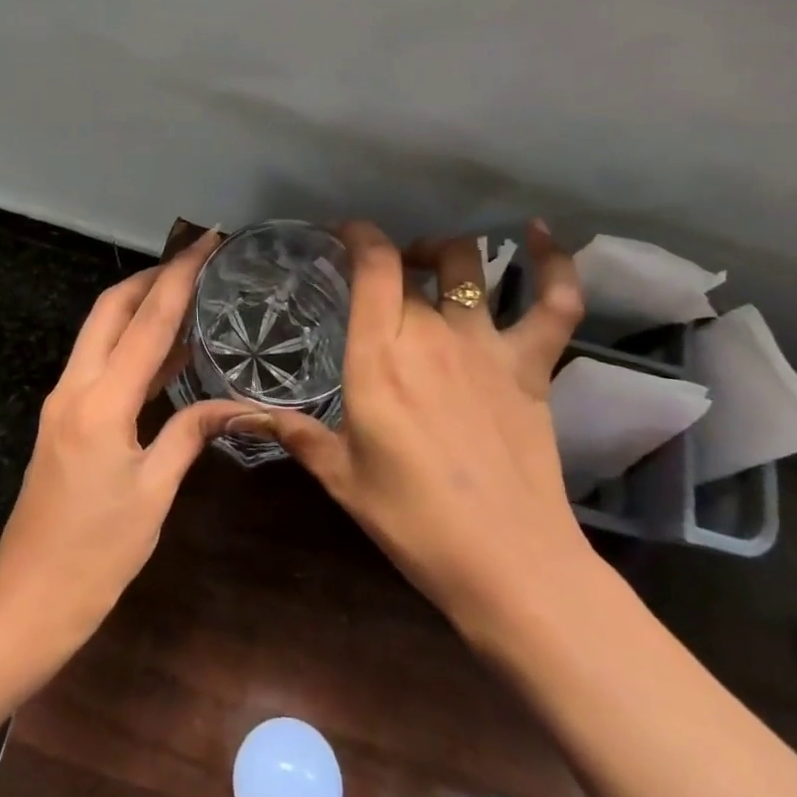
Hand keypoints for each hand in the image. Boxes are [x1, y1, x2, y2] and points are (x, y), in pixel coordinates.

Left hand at [0, 229, 255, 645]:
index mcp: (101, 403)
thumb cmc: (97, 555)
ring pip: (102, 331)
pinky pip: (101, 361)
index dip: (180, 277)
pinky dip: (132, 342)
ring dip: (141, 304)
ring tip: (188, 289)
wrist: (29, 598)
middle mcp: (75, 388)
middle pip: (111, 309)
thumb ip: (192, 434)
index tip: (208, 242)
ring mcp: (64, 400)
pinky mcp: (64, 417)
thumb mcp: (154, 494)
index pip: (148, 322)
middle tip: (198, 259)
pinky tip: (167, 346)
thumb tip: (238, 404)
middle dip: (153, 275)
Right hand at [243, 220, 589, 636]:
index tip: (343, 234)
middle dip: (389, 259)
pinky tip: (542, 233)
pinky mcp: (531, 365)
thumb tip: (241, 416)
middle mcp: (431, 335)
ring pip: (468, 266)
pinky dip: (554, 263)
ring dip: (444, 252)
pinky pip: (554, 302)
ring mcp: (486, 345)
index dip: (358, 235)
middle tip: (375, 279)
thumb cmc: (412, 521)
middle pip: (410, 267)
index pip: (372, 267)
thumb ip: (294, 433)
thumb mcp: (341, 477)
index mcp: (379, 358)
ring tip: (430, 262)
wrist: (508, 563)